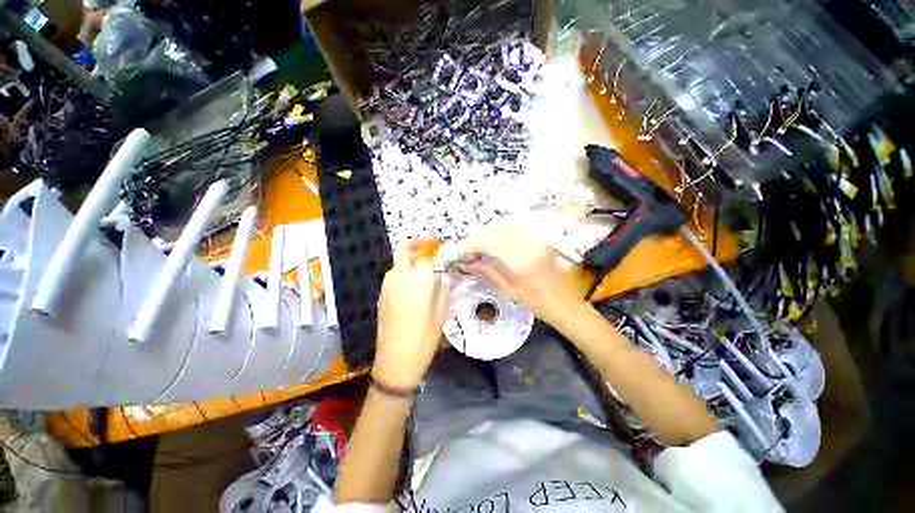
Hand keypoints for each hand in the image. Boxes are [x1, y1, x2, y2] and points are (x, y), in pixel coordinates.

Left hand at [374, 243, 450, 389]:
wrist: (396, 359)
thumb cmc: (425, 336)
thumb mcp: (442, 313)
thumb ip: (443, 289)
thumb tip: (442, 276)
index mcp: (419, 278)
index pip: (425, 253)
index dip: (431, 246)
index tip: (437, 244)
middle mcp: (400, 276)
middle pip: (403, 250)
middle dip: (414, 245)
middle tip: (426, 250)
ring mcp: (387, 285)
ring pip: (396, 263)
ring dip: (407, 260)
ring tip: (420, 270)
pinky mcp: (381, 295)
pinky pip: (392, 276)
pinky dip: (400, 273)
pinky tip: (409, 286)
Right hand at [463, 220, 585, 328]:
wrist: (566, 304)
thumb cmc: (536, 303)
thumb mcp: (508, 290)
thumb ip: (488, 272)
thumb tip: (469, 263)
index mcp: (519, 261)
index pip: (489, 243)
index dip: (472, 244)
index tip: (463, 252)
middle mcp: (528, 245)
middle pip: (496, 231)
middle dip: (479, 238)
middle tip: (471, 251)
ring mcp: (536, 240)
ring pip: (506, 228)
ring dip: (490, 235)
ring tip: (483, 249)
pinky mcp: (540, 240)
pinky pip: (517, 231)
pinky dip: (503, 235)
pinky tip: (498, 245)